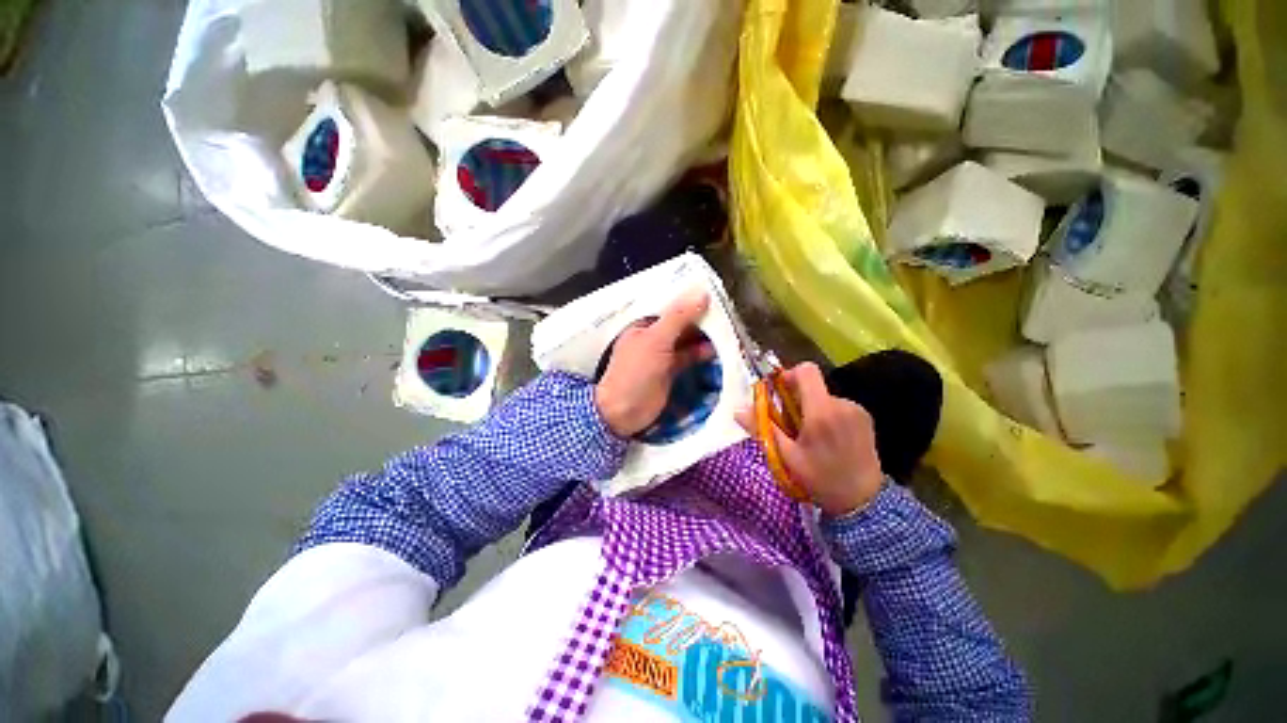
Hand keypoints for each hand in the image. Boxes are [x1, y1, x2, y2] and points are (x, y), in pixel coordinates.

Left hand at [595, 290, 714, 436]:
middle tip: (725, 313)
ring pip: (685, 340)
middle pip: (679, 323)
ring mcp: (661, 355)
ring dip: (702, 336)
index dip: (689, 300)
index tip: (713, 294)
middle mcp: (652, 337)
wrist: (624, 412)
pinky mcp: (670, 372)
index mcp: (643, 325)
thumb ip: (678, 317)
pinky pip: (687, 358)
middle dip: (699, 319)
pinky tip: (715, 351)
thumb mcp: (656, 340)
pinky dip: (699, 354)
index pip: (669, 307)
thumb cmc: (635, 372)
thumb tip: (702, 293)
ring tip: (725, 331)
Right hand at [737, 362, 883, 515]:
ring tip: (810, 436)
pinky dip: (827, 415)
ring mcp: (857, 410)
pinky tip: (827, 439)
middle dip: (797, 399)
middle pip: (813, 386)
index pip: (806, 371)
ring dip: (812, 409)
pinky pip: (838, 406)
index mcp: (822, 412)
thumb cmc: (820, 479)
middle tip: (790, 424)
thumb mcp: (785, 457)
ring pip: (824, 397)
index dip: (788, 375)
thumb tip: (738, 410)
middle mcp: (843, 404)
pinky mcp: (865, 418)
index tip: (779, 393)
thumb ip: (762, 429)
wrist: (863, 503)